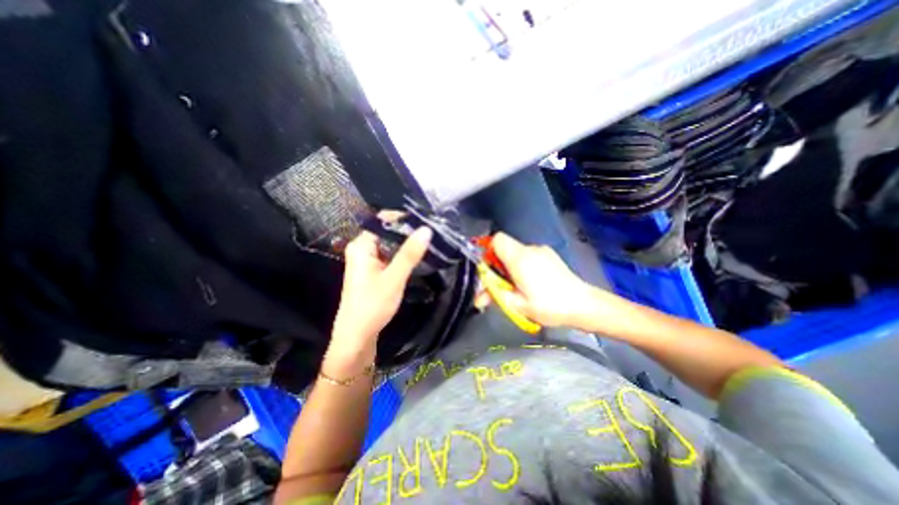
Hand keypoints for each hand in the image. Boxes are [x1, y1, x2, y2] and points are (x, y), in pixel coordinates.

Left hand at [329, 226, 433, 356]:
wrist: (357, 336)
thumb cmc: (372, 305)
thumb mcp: (394, 278)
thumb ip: (409, 253)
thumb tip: (426, 229)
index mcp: (361, 246)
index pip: (383, 220)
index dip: (403, 218)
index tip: (425, 219)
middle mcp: (362, 249)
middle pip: (387, 232)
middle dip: (408, 231)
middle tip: (431, 232)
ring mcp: (368, 260)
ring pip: (390, 245)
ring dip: (407, 244)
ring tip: (429, 241)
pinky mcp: (374, 271)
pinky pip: (390, 256)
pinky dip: (403, 255)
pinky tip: (417, 256)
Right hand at [485, 233, 594, 327]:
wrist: (584, 305)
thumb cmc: (549, 306)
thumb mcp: (518, 305)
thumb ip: (495, 297)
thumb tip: (478, 298)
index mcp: (519, 258)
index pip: (496, 239)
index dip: (488, 251)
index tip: (489, 270)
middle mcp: (530, 249)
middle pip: (505, 247)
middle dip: (498, 264)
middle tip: (502, 285)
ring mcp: (542, 251)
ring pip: (517, 253)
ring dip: (511, 266)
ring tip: (519, 287)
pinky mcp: (550, 256)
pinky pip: (528, 256)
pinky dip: (524, 266)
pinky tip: (533, 283)